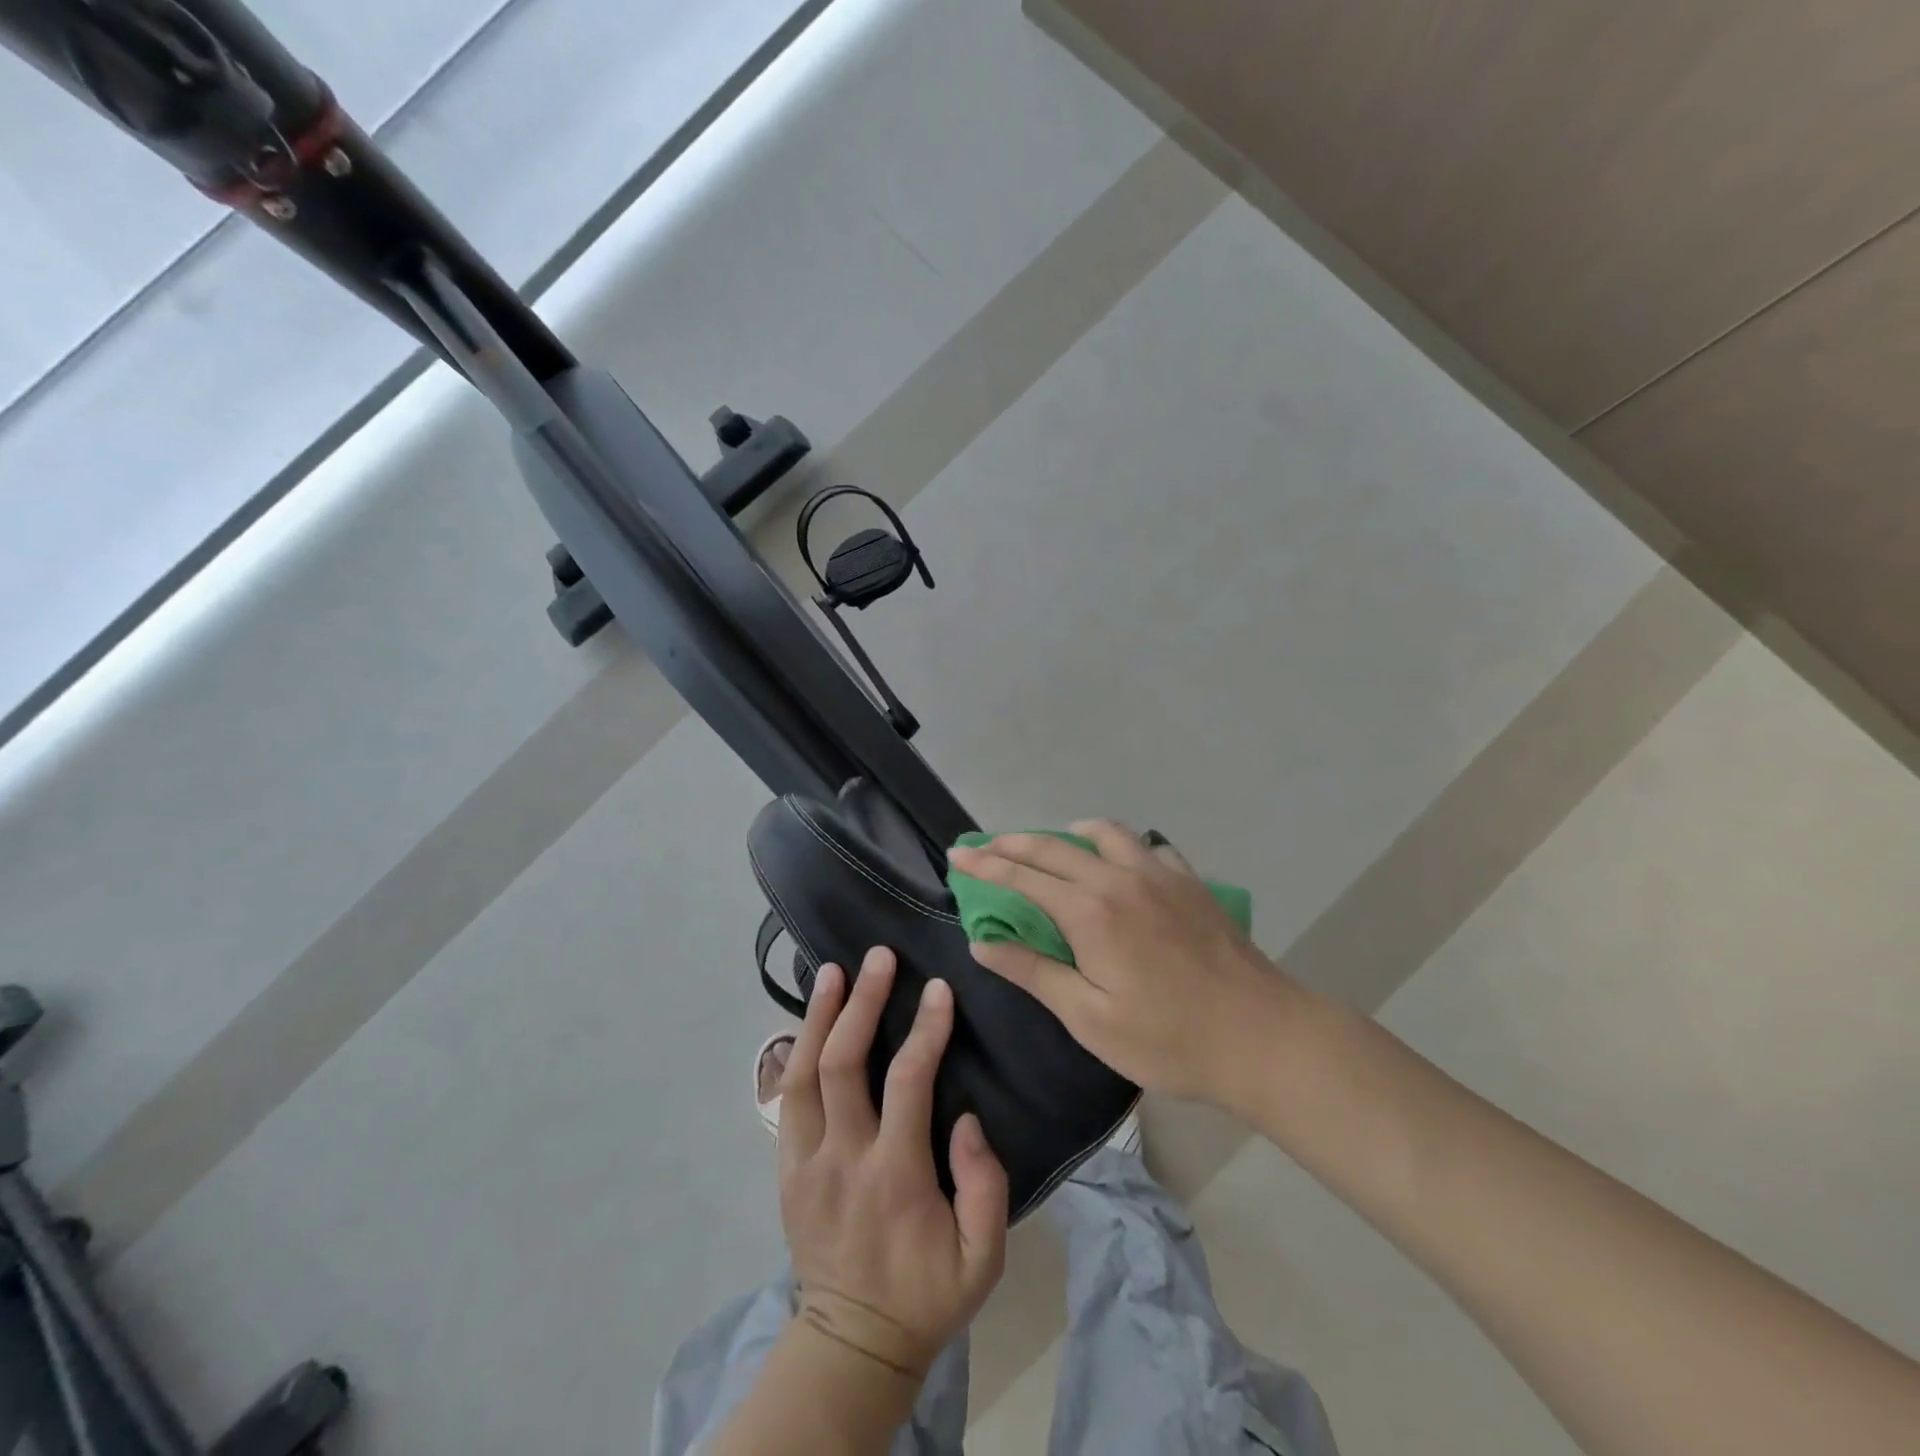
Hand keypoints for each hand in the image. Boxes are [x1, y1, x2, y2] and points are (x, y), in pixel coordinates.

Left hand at [777, 947, 1008, 1380]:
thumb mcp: (983, 1258)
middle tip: (879, 957)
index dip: (925, 1030)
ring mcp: (805, 1161)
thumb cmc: (927, 1293)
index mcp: (894, 1176)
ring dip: (819, 1016)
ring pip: (802, 1073)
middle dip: (862, 1002)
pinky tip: (809, 1020)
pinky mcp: (786, 1168)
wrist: (853, 1344)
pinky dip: (796, 1051)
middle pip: (842, 1063)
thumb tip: (966, 1117)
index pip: (907, 1082)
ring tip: (833, 971)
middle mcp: (842, 1158)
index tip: (938, 989)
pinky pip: (786, 1098)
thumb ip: (985, 1185)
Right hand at [948, 819, 1302, 1110]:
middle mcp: (1120, 878)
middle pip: (1054, 846)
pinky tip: (1120, 867)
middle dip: (1012, 843)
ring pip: (1104, 833)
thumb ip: (1034, 973)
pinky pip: (1146, 846)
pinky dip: (1119, 847)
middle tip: (984, 845)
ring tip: (1050, 850)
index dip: (985, 865)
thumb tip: (983, 943)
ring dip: (1067, 835)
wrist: (1262, 1037)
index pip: (1022, 877)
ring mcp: (1160, 873)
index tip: (956, 855)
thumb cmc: (1169, 1038)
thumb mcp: (1089, 1018)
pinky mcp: (1190, 881)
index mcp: (1090, 911)